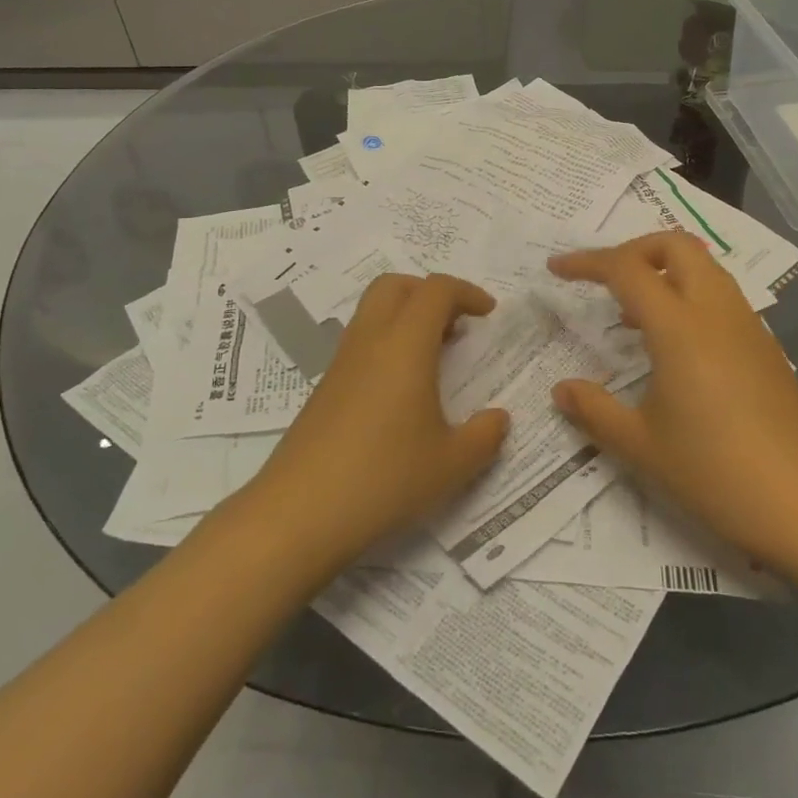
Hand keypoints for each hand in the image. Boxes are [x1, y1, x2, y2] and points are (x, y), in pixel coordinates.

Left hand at [244, 273, 509, 570]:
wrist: (299, 512)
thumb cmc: (384, 479)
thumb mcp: (451, 465)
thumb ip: (484, 436)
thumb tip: (498, 418)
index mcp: (405, 345)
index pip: (436, 290)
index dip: (467, 292)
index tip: (489, 314)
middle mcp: (370, 341)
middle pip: (396, 285)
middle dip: (429, 292)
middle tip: (457, 324)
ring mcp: (341, 362)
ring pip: (372, 311)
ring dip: (406, 317)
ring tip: (434, 357)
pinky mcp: (325, 387)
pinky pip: (360, 342)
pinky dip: (387, 344)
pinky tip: (401, 390)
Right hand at [548, 233, 797, 565]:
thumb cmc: (714, 473)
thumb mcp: (640, 445)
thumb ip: (594, 410)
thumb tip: (562, 390)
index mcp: (680, 328)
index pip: (627, 269)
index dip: (586, 262)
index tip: (557, 269)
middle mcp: (716, 312)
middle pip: (676, 245)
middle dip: (633, 249)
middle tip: (604, 279)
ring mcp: (748, 326)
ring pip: (704, 267)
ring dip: (664, 271)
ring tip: (633, 315)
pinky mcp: (766, 346)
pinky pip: (721, 296)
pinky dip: (689, 295)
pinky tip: (674, 345)